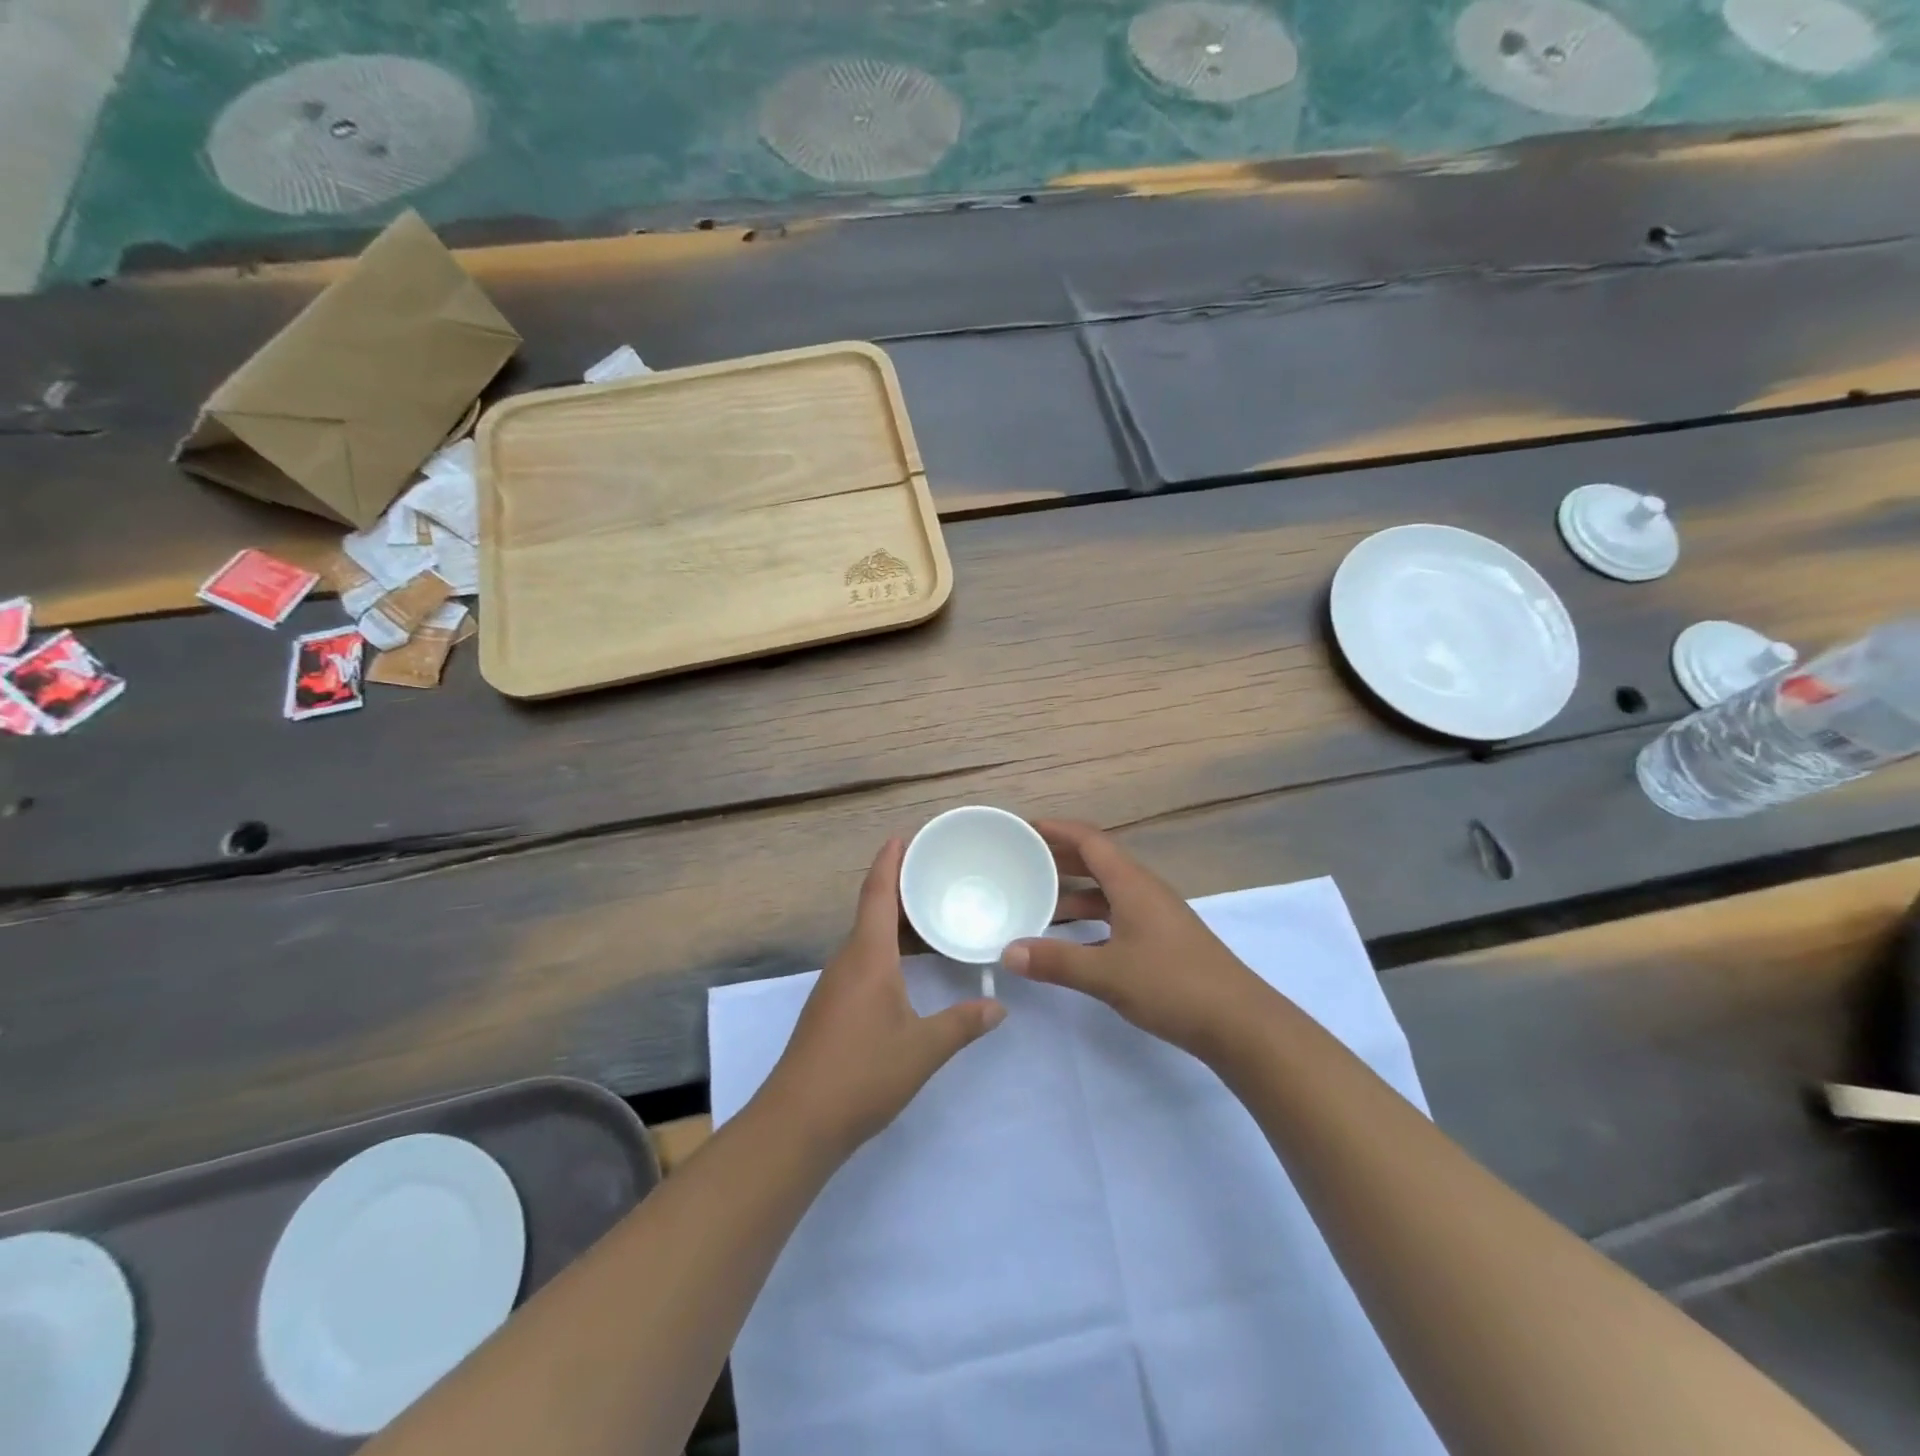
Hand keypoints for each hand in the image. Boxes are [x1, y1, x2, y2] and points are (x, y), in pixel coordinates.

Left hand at [764, 837, 1005, 1157]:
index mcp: (867, 956)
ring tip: (930, 913)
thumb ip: (962, 1024)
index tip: (904, 836)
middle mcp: (847, 960)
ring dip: (894, 920)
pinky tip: (908, 964)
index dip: (890, 861)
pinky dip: (887, 947)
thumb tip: (998, 1006)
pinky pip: (863, 959)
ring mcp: (835, 984)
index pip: (878, 893)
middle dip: (900, 887)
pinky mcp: (832, 1006)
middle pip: (873, 910)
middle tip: (936, 873)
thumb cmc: (861, 1074)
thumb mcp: (922, 1049)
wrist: (796, 1122)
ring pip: (868, 937)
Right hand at [1003, 820, 1267, 1061]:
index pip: (1089, 840)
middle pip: (1097, 861)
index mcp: (1132, 884)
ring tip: (1038, 904)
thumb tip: (1008, 953)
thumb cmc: (1173, 985)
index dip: (1057, 830)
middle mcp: (1144, 890)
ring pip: (1107, 892)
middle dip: (1060, 859)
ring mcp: (1156, 916)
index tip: (1024, 829)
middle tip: (1022, 863)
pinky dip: (1091, 921)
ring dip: (1074, 894)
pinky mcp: (1162, 940)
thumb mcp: (1107, 974)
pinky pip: (1117, 915)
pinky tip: (1072, 943)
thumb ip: (1056, 961)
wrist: (1240, 1023)